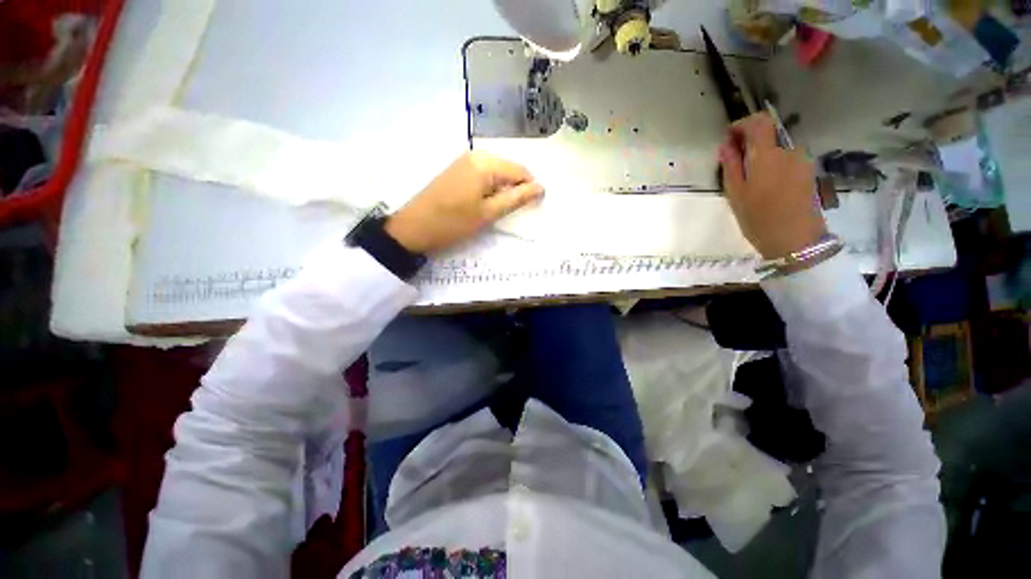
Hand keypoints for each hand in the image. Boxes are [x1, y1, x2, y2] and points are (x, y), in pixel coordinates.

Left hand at [385, 152, 544, 253]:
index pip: (520, 171)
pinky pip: (483, 176)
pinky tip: (485, 204)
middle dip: (516, 189)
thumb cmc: (453, 223)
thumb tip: (541, 188)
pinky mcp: (457, 170)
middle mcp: (476, 155)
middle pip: (508, 170)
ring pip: (496, 174)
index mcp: (486, 163)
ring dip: (502, 191)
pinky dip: (490, 189)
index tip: (533, 207)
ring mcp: (464, 161)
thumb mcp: (489, 213)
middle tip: (513, 212)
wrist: (414, 228)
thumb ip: (517, 199)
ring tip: (498, 211)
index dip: (530, 188)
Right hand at [719, 113, 827, 259]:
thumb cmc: (759, 218)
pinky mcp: (807, 172)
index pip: (759, 122)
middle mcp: (789, 150)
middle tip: (733, 162)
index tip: (728, 138)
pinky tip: (764, 185)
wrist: (796, 240)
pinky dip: (772, 163)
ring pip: (777, 148)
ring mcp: (801, 161)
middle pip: (769, 133)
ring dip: (761, 155)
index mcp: (768, 154)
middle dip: (749, 142)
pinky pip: (786, 159)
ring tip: (748, 178)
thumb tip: (725, 145)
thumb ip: (731, 165)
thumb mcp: (736, 193)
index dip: (742, 124)